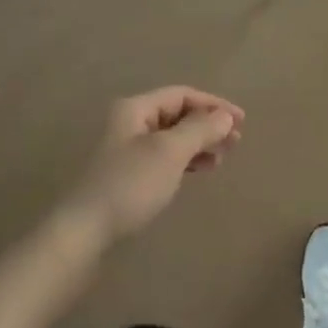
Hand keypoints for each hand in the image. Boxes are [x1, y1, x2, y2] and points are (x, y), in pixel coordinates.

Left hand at [61, 86, 243, 244]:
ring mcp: (128, 150)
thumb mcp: (170, 152)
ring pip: (173, 137)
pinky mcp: (130, 175)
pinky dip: (186, 160)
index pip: (182, 95)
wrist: (86, 232)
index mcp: (135, 109)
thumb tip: (225, 116)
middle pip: (177, 114)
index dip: (214, 104)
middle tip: (236, 141)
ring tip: (222, 158)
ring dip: (200, 143)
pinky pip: (166, 157)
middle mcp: (130, 123)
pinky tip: (201, 170)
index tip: (241, 122)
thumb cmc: (130, 184)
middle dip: (208, 125)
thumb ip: (200, 129)